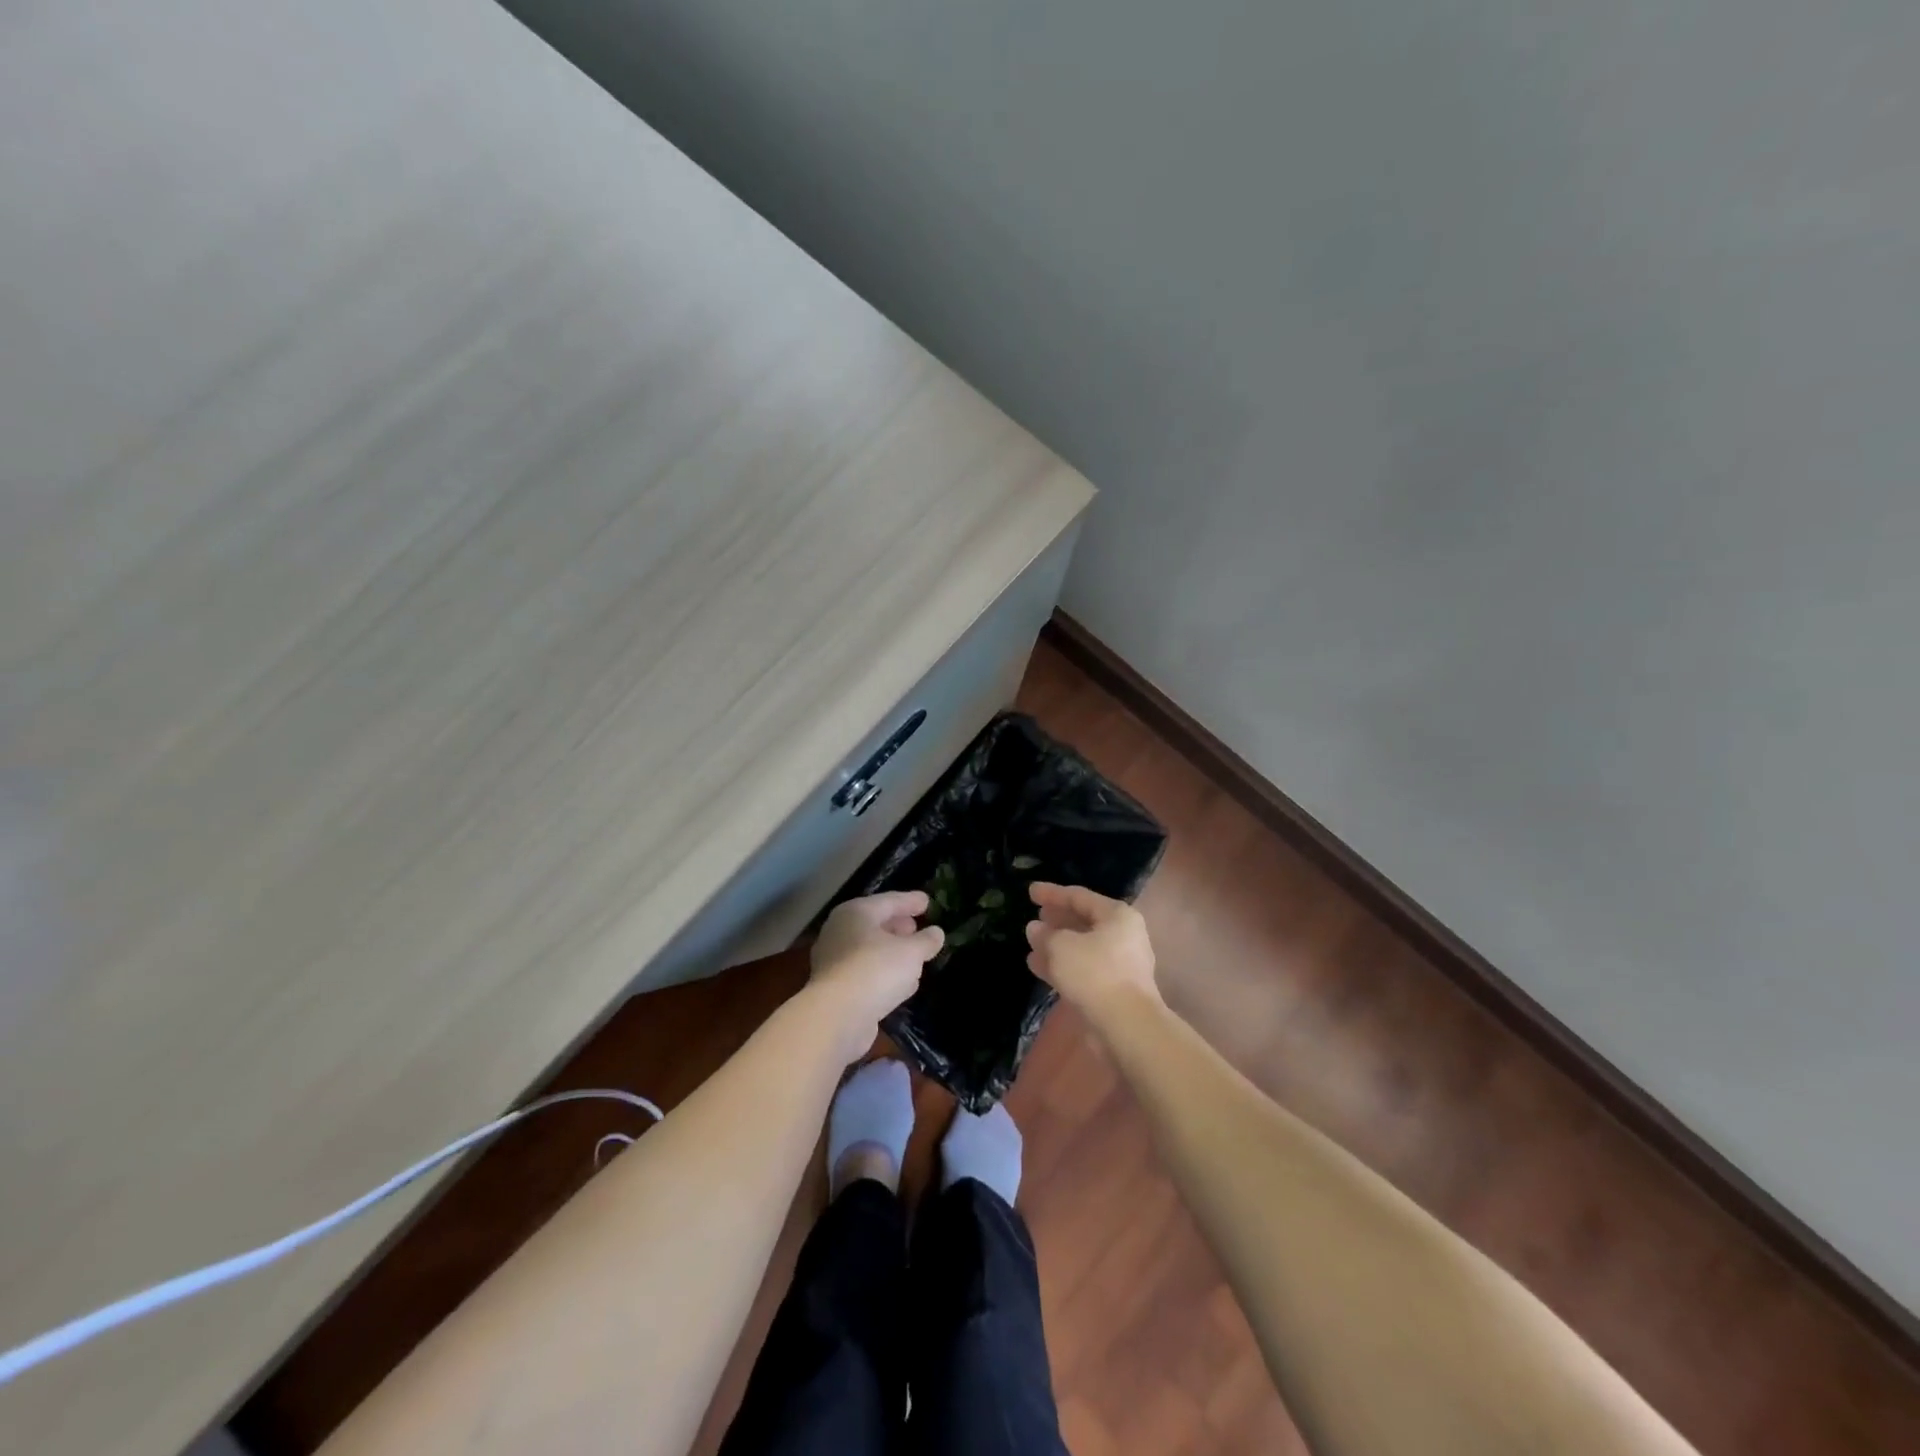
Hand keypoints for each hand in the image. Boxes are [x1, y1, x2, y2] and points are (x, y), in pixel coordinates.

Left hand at [809, 891, 943, 1052]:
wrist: (836, 1017)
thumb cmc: (875, 970)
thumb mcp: (911, 952)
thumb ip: (926, 941)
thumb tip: (936, 933)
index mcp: (856, 913)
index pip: (888, 901)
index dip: (910, 901)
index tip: (927, 901)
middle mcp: (840, 932)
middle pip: (875, 924)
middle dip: (898, 926)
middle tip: (917, 927)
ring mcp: (834, 961)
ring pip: (870, 950)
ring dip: (891, 952)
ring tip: (913, 956)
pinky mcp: (836, 989)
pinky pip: (866, 973)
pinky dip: (883, 973)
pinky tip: (901, 984)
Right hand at [1025, 882, 1159, 1020]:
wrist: (1126, 1026)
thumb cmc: (1095, 973)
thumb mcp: (1061, 947)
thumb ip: (1045, 934)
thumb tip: (1035, 928)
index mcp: (1117, 916)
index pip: (1079, 896)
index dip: (1052, 893)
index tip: (1030, 891)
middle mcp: (1124, 935)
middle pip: (1084, 921)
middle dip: (1057, 920)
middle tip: (1035, 917)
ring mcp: (1121, 964)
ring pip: (1082, 947)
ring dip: (1056, 945)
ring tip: (1032, 943)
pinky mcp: (1114, 989)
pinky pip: (1084, 968)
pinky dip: (1063, 965)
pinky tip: (1038, 967)